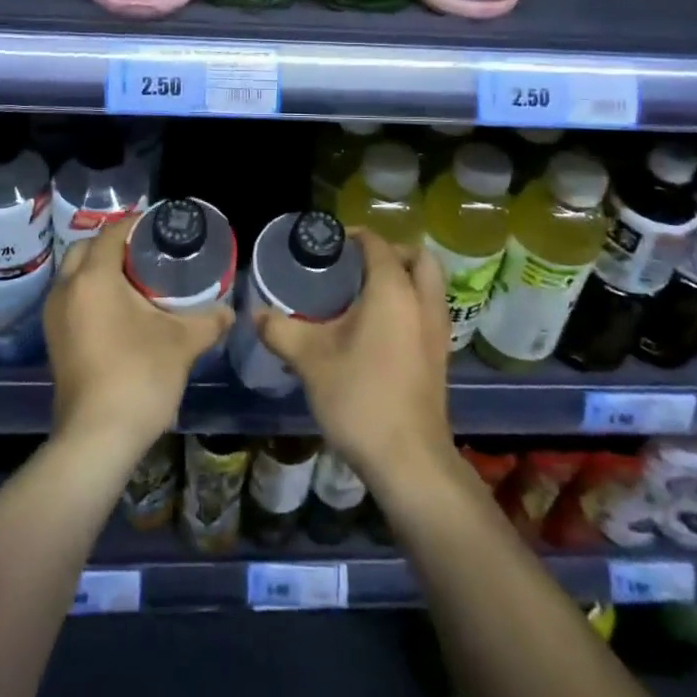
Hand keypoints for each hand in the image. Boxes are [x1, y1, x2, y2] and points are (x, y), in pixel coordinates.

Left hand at [43, 215, 232, 466]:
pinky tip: (120, 311)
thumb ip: (208, 320)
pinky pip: (71, 299)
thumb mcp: (182, 343)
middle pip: (86, 249)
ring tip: (136, 279)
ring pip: (74, 275)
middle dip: (113, 245)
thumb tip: (229, 312)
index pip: (112, 233)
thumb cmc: (139, 377)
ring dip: (99, 269)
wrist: (97, 439)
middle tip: (147, 252)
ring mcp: (54, 317)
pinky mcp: (54, 340)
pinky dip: (91, 293)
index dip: (136, 224)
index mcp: (93, 278)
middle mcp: (66, 289)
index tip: (160, 226)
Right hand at [252, 228, 450, 493]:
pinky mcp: (440, 356)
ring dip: (403, 278)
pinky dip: (409, 304)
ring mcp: (437, 331)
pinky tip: (377, 328)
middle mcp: (422, 302)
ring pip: (428, 285)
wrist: (409, 460)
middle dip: (390, 252)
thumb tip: (256, 313)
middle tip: (355, 265)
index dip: (352, 236)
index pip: (377, 243)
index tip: (327, 244)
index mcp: (393, 290)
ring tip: (364, 293)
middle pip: (417, 257)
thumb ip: (280, 329)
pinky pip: (428, 310)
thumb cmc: (360, 397)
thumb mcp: (309, 359)